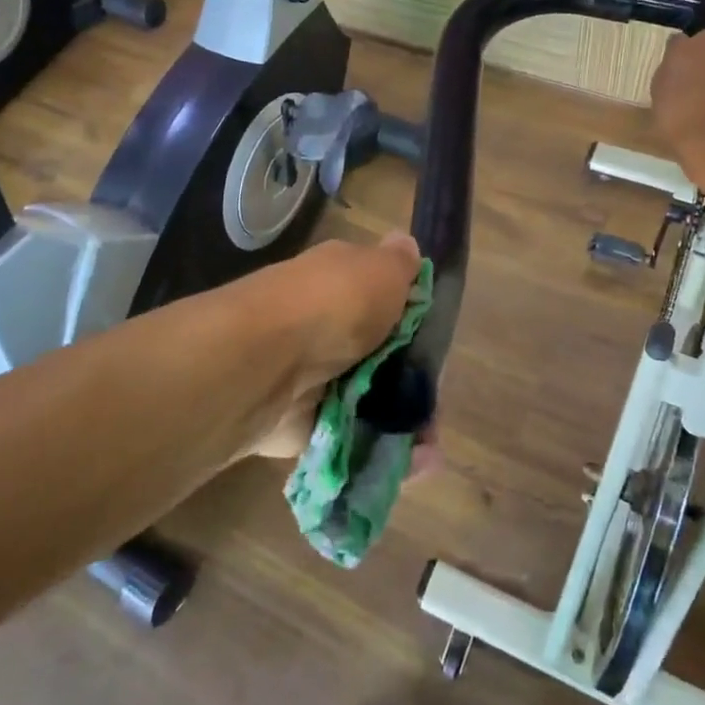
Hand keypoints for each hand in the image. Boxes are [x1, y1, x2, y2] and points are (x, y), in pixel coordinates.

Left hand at [237, 231, 422, 459]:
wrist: (265, 363)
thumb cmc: (332, 305)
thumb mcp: (380, 270)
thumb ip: (400, 263)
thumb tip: (405, 243)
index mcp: (339, 279)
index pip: (381, 293)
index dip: (412, 316)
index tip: (438, 340)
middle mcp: (324, 323)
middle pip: (378, 352)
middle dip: (410, 380)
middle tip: (434, 402)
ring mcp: (313, 375)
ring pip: (367, 400)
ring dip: (401, 423)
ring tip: (429, 444)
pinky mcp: (305, 423)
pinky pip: (351, 439)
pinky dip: (380, 452)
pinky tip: (413, 462)